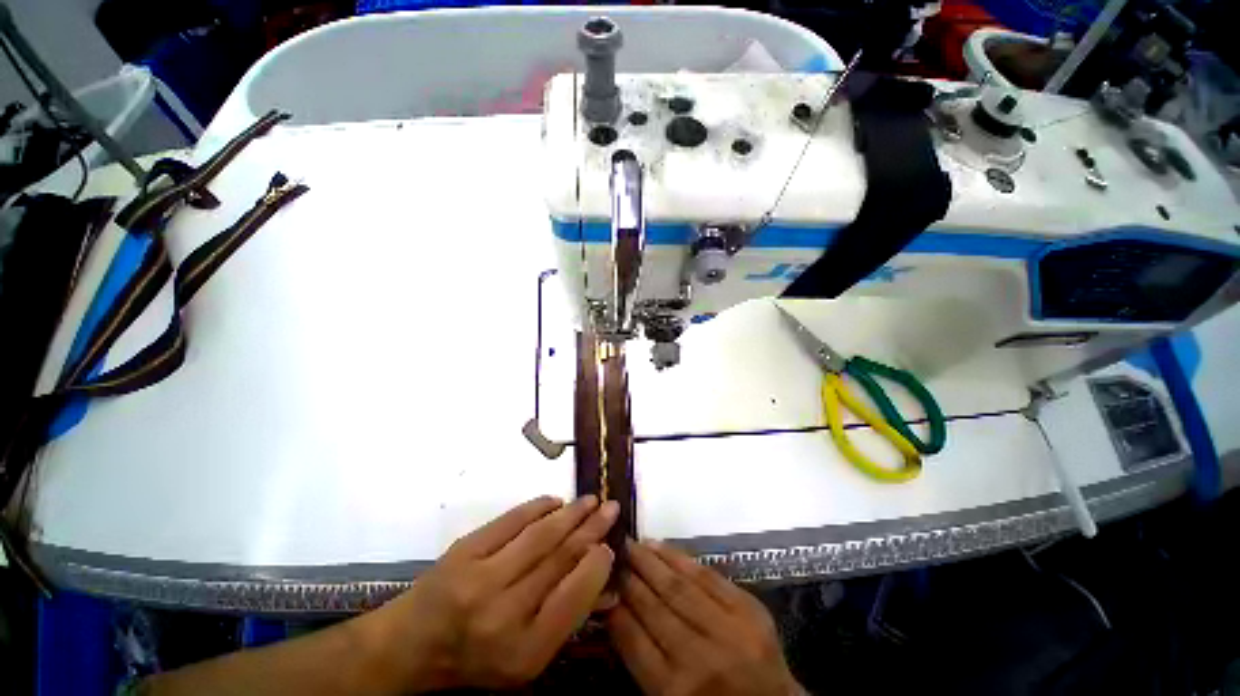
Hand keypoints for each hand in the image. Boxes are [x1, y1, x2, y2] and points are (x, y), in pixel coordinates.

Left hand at [363, 495, 618, 690]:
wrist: (413, 644)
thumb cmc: (477, 657)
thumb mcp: (526, 657)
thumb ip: (567, 619)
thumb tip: (608, 582)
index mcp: (524, 650)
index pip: (575, 597)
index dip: (597, 565)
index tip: (610, 544)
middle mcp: (504, 613)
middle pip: (561, 558)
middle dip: (592, 528)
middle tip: (611, 508)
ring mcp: (481, 578)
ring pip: (541, 535)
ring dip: (571, 512)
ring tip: (591, 500)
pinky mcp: (465, 551)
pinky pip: (512, 520)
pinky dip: (538, 506)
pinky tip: (555, 501)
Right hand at [608, 540, 804, 695]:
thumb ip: (643, 659)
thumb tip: (616, 609)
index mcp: (675, 692)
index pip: (633, 638)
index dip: (614, 605)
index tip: (601, 580)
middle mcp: (700, 659)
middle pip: (655, 607)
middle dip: (630, 576)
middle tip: (613, 552)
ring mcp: (729, 631)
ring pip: (679, 586)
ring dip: (651, 561)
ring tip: (633, 543)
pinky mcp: (750, 610)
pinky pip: (708, 576)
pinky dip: (681, 558)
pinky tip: (662, 546)